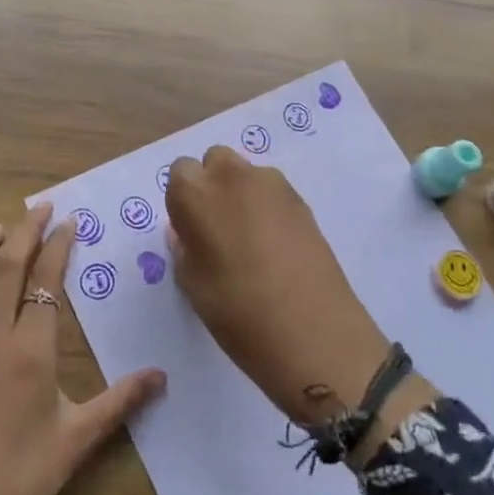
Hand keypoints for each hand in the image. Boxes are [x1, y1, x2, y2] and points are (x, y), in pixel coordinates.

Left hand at [0, 204, 165, 494]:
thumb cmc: (23, 480)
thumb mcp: (79, 439)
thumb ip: (121, 400)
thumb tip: (162, 375)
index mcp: (30, 351)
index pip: (46, 282)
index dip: (58, 246)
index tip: (69, 222)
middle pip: (5, 270)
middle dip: (24, 232)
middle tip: (39, 208)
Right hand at [166, 147, 434, 445]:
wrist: (314, 333)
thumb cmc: (237, 312)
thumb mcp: (193, 285)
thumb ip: (184, 248)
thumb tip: (186, 233)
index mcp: (195, 193)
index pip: (179, 172)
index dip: (183, 200)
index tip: (190, 230)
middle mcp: (232, 176)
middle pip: (215, 161)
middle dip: (212, 185)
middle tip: (217, 228)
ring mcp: (273, 185)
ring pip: (246, 174)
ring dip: (241, 194)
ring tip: (249, 239)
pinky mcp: (303, 200)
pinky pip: (272, 192)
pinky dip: (267, 207)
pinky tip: (274, 246)